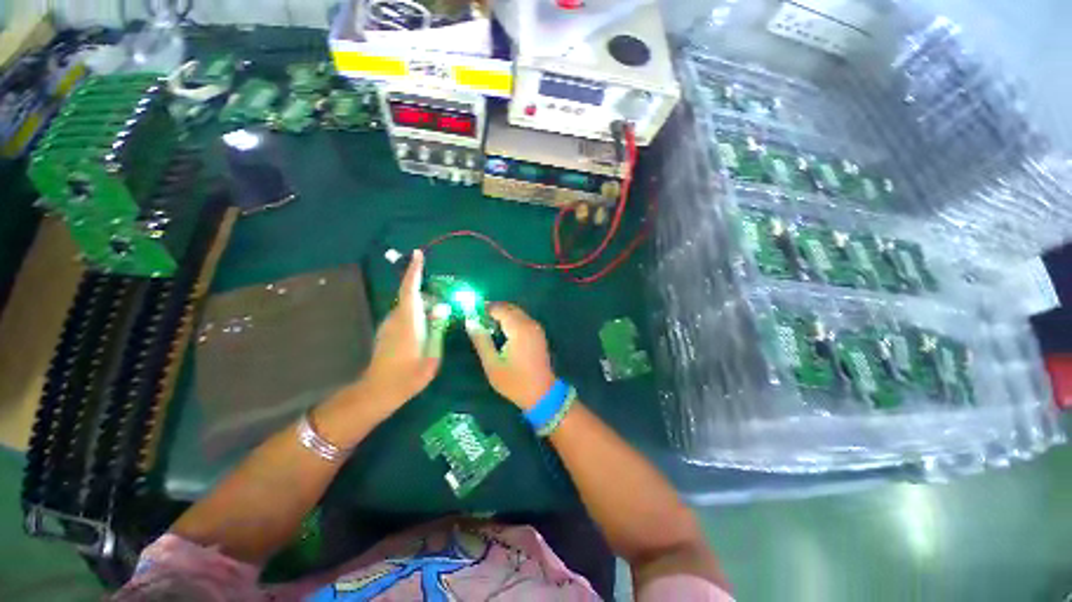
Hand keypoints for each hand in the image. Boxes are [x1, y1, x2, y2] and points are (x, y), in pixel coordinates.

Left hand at [358, 250, 446, 411]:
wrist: (379, 391)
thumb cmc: (409, 374)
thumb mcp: (432, 353)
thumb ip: (437, 328)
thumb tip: (442, 308)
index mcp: (408, 321)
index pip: (411, 289)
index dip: (414, 271)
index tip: (418, 254)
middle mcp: (396, 318)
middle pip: (412, 297)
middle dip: (428, 294)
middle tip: (446, 302)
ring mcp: (389, 325)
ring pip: (408, 306)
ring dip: (424, 306)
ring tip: (440, 316)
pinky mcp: (387, 332)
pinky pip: (404, 315)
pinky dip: (417, 314)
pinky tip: (427, 328)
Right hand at [466, 303, 556, 409]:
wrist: (542, 394)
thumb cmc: (515, 381)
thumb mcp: (492, 364)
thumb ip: (481, 341)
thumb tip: (470, 322)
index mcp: (519, 329)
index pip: (500, 308)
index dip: (485, 308)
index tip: (471, 313)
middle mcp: (529, 324)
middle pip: (510, 307)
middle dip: (494, 310)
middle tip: (478, 320)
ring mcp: (536, 328)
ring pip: (517, 312)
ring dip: (503, 315)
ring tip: (487, 326)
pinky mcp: (539, 334)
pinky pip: (523, 320)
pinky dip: (511, 320)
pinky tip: (502, 333)